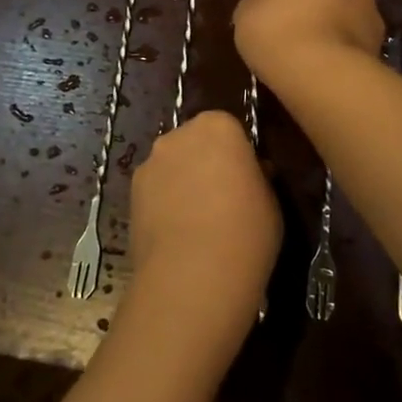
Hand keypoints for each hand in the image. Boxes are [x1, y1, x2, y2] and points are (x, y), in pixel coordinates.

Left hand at [124, 111, 278, 368]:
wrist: (194, 275)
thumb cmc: (246, 232)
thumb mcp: (271, 201)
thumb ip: (257, 177)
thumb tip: (251, 174)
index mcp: (218, 126)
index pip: (228, 128)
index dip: (237, 154)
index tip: (245, 179)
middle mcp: (178, 134)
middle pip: (194, 141)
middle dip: (205, 161)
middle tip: (221, 197)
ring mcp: (150, 163)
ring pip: (171, 165)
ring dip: (181, 181)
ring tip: (195, 222)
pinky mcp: (130, 193)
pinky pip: (154, 190)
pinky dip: (162, 203)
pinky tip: (175, 234)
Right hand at [233, 0, 384, 85]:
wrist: (318, 71)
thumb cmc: (275, 28)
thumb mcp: (247, 10)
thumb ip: (261, 2)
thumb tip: (269, 6)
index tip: (273, 14)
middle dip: (314, 8)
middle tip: (289, 34)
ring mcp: (372, 12)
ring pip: (345, 18)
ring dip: (331, 32)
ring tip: (305, 60)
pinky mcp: (380, 44)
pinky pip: (353, 45)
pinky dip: (340, 55)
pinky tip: (322, 73)